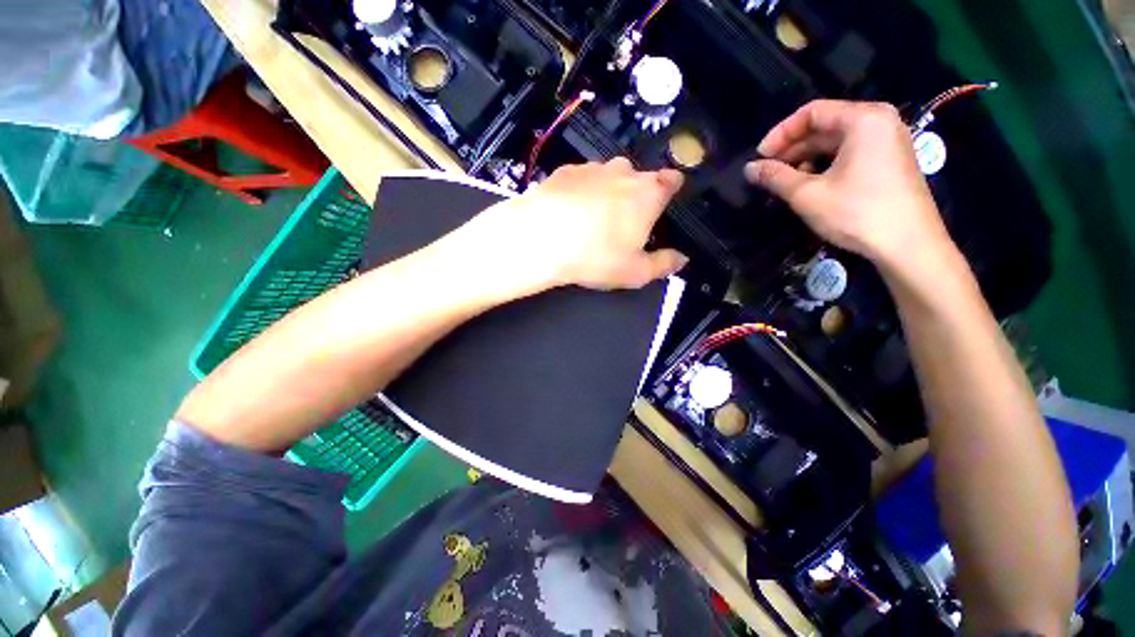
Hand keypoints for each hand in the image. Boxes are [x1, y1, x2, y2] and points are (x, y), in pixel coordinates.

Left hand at [462, 158, 687, 292]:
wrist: (542, 238)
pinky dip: (581, 193)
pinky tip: (570, 213)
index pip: (671, 181)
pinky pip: (581, 181)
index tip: (665, 202)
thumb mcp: (635, 271)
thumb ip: (663, 264)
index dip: (671, 189)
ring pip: (608, 178)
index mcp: (648, 194)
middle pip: (638, 179)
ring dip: (607, 194)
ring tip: (593, 221)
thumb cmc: (597, 256)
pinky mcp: (565, 171)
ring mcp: (592, 168)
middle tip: (623, 223)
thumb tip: (681, 259)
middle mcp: (624, 172)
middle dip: (635, 196)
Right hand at [744, 100, 954, 267]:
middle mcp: (879, 122)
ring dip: (806, 159)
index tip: (759, 157)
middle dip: (792, 148)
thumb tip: (749, 169)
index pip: (812, 112)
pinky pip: (850, 153)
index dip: (780, 134)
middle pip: (825, 126)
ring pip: (835, 141)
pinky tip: (810, 185)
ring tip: (784, 182)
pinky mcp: (889, 160)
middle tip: (767, 172)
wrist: (907, 245)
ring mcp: (887, 141)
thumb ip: (775, 177)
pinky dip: (825, 165)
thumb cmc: (856, 213)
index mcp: (863, 119)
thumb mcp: (807, 194)